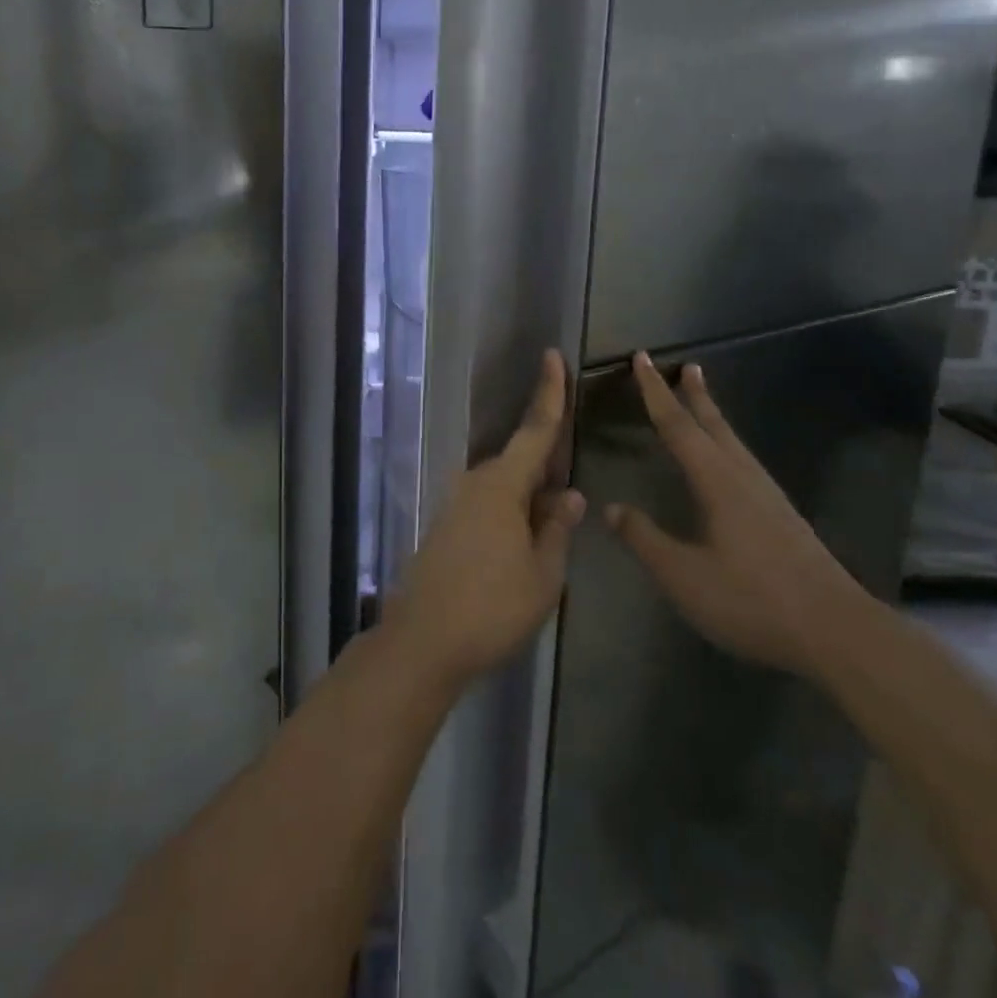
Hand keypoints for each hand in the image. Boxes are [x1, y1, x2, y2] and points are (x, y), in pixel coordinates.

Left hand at [387, 350, 585, 688]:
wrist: (423, 641)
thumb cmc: (492, 607)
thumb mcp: (543, 573)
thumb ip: (557, 528)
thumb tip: (571, 495)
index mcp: (503, 484)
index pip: (535, 430)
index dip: (550, 393)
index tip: (553, 356)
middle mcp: (475, 483)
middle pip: (521, 462)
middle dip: (549, 467)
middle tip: (573, 492)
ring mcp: (455, 504)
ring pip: (505, 487)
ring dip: (530, 497)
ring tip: (553, 527)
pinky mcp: (445, 526)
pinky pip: (488, 506)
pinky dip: (510, 512)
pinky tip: (523, 543)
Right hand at [605, 353, 870, 674]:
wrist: (838, 632)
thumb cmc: (752, 600)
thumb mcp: (684, 575)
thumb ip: (645, 539)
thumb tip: (611, 508)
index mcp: (717, 482)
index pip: (677, 426)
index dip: (655, 392)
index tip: (642, 358)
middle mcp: (744, 478)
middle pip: (713, 425)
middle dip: (694, 395)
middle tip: (684, 365)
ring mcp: (769, 497)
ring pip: (733, 443)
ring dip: (713, 417)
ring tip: (703, 401)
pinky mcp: (783, 518)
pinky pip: (745, 463)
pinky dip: (727, 445)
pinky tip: (729, 464)